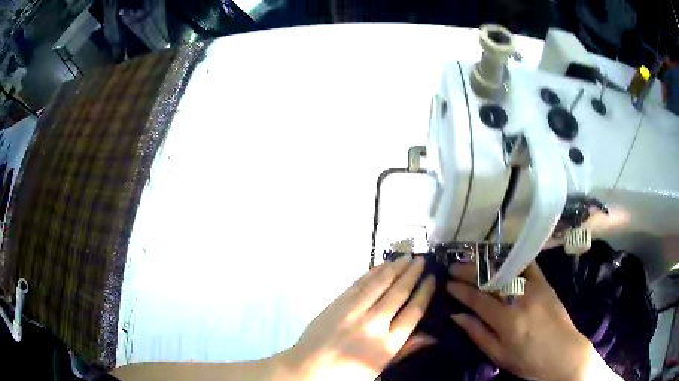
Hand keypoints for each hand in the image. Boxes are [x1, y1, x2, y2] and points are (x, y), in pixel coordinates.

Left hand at [284, 256, 434, 380]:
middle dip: (413, 274)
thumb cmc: (347, 374)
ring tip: (407, 256)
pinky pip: (359, 284)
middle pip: (399, 293)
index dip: (425, 292)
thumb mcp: (380, 368)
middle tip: (422, 260)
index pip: (413, 312)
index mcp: (387, 344)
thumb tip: (432, 337)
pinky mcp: (337, 304)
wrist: (309, 369)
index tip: (432, 279)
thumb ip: (405, 350)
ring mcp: (354, 311)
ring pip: (380, 284)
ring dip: (395, 268)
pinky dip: (372, 272)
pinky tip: (382, 265)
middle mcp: (374, 324)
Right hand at [447, 262, 617, 380]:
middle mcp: (520, 299)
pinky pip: (528, 264)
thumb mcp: (499, 355)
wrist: (563, 353)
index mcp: (507, 321)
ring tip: (472, 260)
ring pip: (507, 268)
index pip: (478, 299)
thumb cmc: (528, 361)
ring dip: (487, 262)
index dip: (460, 290)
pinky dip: (513, 258)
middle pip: (491, 279)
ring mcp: (535, 287)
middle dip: (469, 272)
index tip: (448, 284)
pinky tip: (501, 255)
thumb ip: (478, 334)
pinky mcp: (546, 283)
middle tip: (454, 268)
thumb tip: (457, 316)